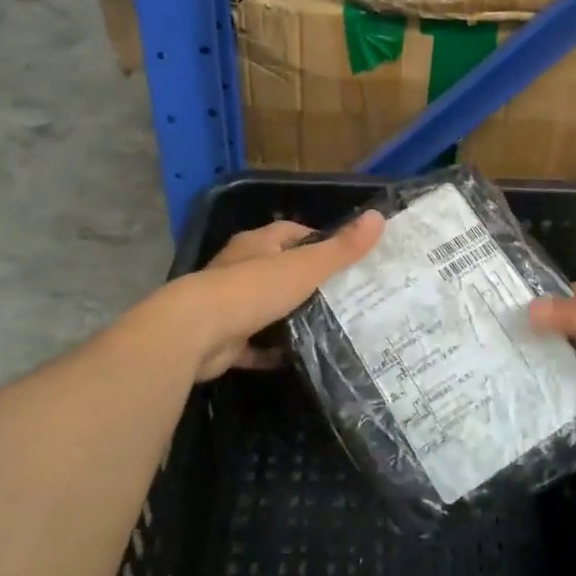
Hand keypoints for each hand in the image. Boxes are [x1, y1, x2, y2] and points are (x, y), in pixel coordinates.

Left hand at [165, 212, 383, 381]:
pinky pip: (253, 344)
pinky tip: (294, 358)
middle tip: (344, 295)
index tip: (344, 257)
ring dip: (288, 316)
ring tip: (326, 326)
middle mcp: (240, 268)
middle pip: (278, 268)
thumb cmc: (253, 289)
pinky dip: (270, 351)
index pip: (291, 232)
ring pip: (265, 306)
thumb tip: (379, 217)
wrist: (196, 333)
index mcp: (257, 244)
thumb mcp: (306, 266)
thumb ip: (342, 248)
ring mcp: (228, 304)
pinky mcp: (222, 338)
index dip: (317, 240)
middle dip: (305, 280)